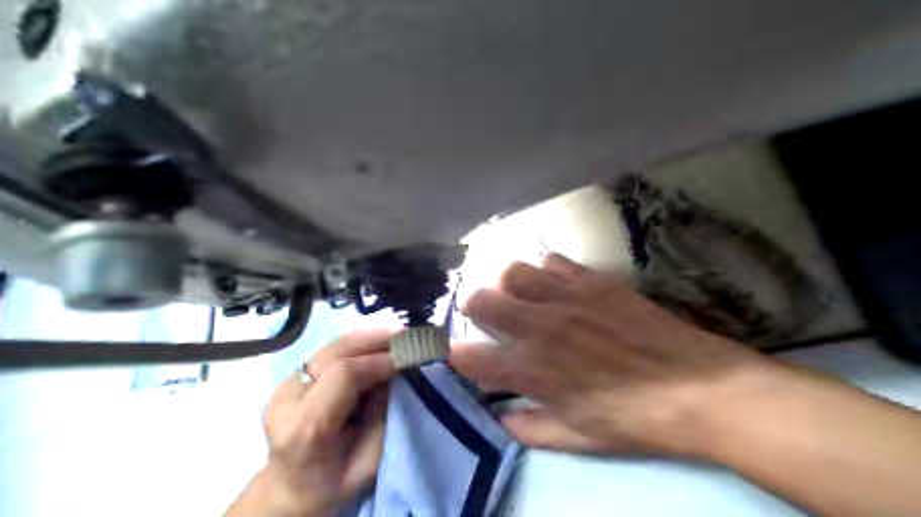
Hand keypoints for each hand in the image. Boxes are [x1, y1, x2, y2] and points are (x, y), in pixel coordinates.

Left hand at [260, 332, 392, 516]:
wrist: (289, 492)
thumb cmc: (333, 486)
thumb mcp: (369, 461)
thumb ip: (382, 415)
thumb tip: (395, 373)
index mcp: (306, 428)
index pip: (343, 374)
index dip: (379, 360)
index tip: (408, 356)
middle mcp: (287, 399)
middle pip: (334, 352)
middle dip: (374, 339)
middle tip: (406, 334)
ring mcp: (283, 386)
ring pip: (330, 347)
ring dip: (366, 338)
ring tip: (395, 336)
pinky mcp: (289, 379)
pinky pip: (327, 354)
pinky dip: (355, 347)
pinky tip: (375, 346)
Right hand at [450, 255, 779, 455]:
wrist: (697, 387)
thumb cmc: (635, 419)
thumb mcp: (580, 436)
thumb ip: (531, 428)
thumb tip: (503, 419)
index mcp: (532, 370)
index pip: (469, 356)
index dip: (460, 356)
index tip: (466, 357)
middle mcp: (539, 328)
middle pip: (480, 300)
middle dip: (473, 308)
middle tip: (485, 316)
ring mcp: (566, 298)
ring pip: (512, 272)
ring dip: (508, 285)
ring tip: (520, 296)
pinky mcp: (593, 281)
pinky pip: (553, 262)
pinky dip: (545, 272)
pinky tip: (556, 285)